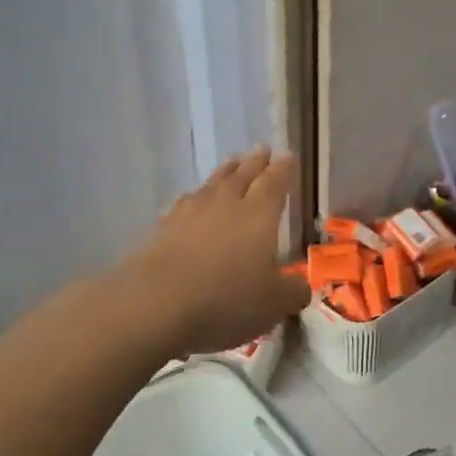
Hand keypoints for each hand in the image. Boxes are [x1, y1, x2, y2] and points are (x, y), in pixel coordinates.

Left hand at [122, 145, 309, 355]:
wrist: (154, 305)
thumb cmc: (226, 300)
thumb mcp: (274, 303)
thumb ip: (293, 291)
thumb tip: (301, 285)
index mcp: (258, 215)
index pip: (274, 183)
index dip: (283, 170)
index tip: (287, 156)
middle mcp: (225, 205)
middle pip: (243, 176)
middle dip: (255, 163)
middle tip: (262, 149)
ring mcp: (190, 214)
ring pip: (212, 184)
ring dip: (225, 172)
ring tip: (232, 163)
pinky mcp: (162, 230)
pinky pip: (184, 203)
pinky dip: (194, 197)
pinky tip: (192, 199)